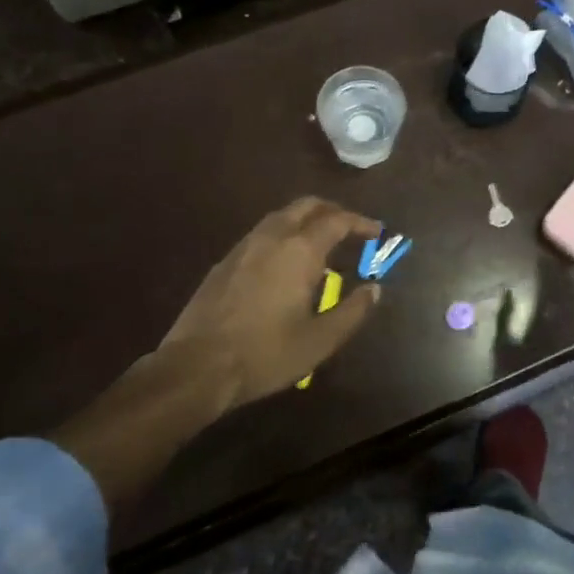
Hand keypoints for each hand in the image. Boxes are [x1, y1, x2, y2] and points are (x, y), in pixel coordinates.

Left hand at [158, 197, 381, 410]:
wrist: (197, 366)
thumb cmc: (266, 353)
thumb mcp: (320, 340)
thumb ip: (353, 311)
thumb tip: (374, 289)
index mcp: (300, 250)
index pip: (337, 220)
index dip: (360, 222)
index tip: (376, 232)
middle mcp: (272, 237)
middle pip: (306, 206)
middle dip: (332, 211)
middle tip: (350, 229)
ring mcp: (243, 247)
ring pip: (280, 217)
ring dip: (305, 221)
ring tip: (320, 243)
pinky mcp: (224, 262)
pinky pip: (261, 234)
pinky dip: (283, 235)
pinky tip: (284, 263)